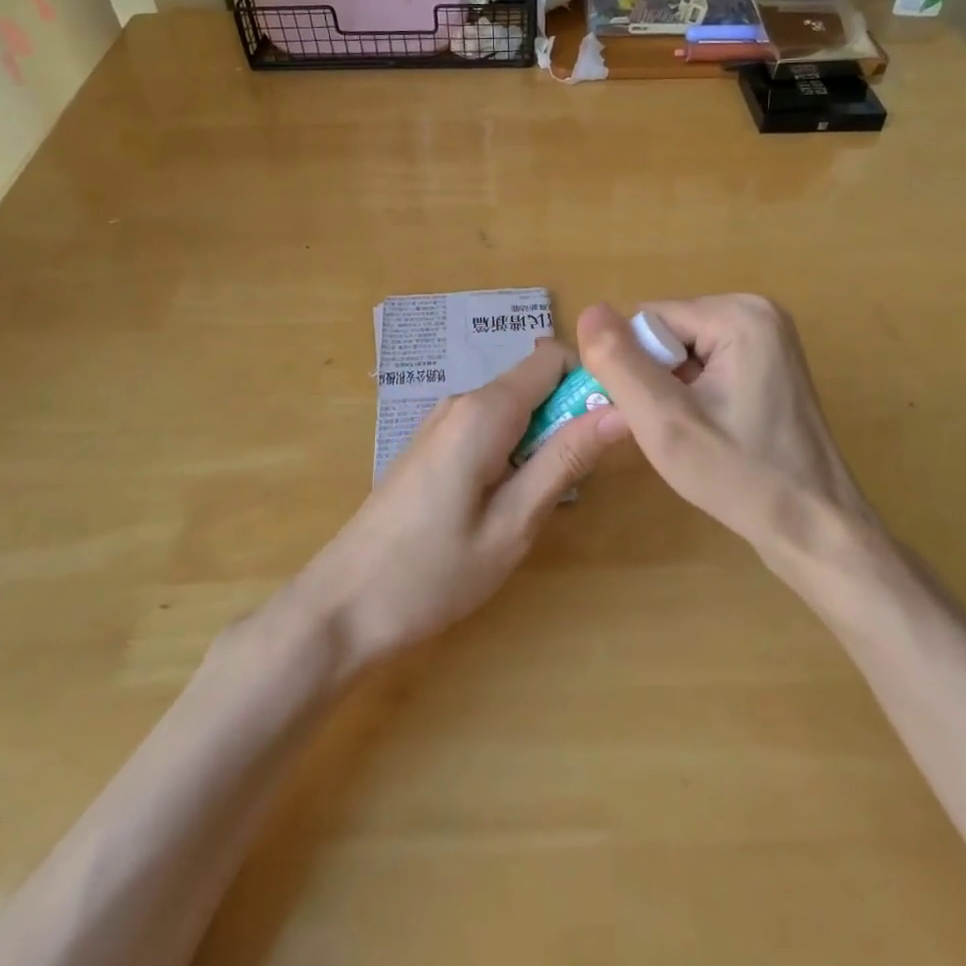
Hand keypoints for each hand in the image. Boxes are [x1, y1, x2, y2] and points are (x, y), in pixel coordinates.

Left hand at [295, 339, 628, 670]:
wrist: (343, 606)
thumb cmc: (432, 573)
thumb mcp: (514, 523)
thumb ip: (566, 459)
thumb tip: (621, 410)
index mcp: (484, 410)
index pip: (555, 358)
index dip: (590, 383)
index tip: (611, 428)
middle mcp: (462, 401)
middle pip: (535, 382)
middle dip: (568, 417)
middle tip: (581, 479)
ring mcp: (442, 422)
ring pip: (515, 407)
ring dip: (542, 439)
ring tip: (541, 499)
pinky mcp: (433, 445)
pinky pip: (489, 427)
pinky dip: (513, 451)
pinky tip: (505, 502)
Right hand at [576, 296, 871, 563]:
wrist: (816, 529)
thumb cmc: (741, 478)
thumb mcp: (664, 421)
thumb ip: (619, 362)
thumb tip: (588, 310)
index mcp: (738, 313)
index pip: (647, 320)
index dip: (635, 370)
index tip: (654, 417)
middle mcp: (757, 310)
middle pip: (667, 332)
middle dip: (656, 379)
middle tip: (676, 431)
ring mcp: (768, 335)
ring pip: (682, 350)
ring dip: (672, 391)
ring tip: (695, 434)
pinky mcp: (770, 361)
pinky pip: (706, 363)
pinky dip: (694, 395)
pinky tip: (711, 431)